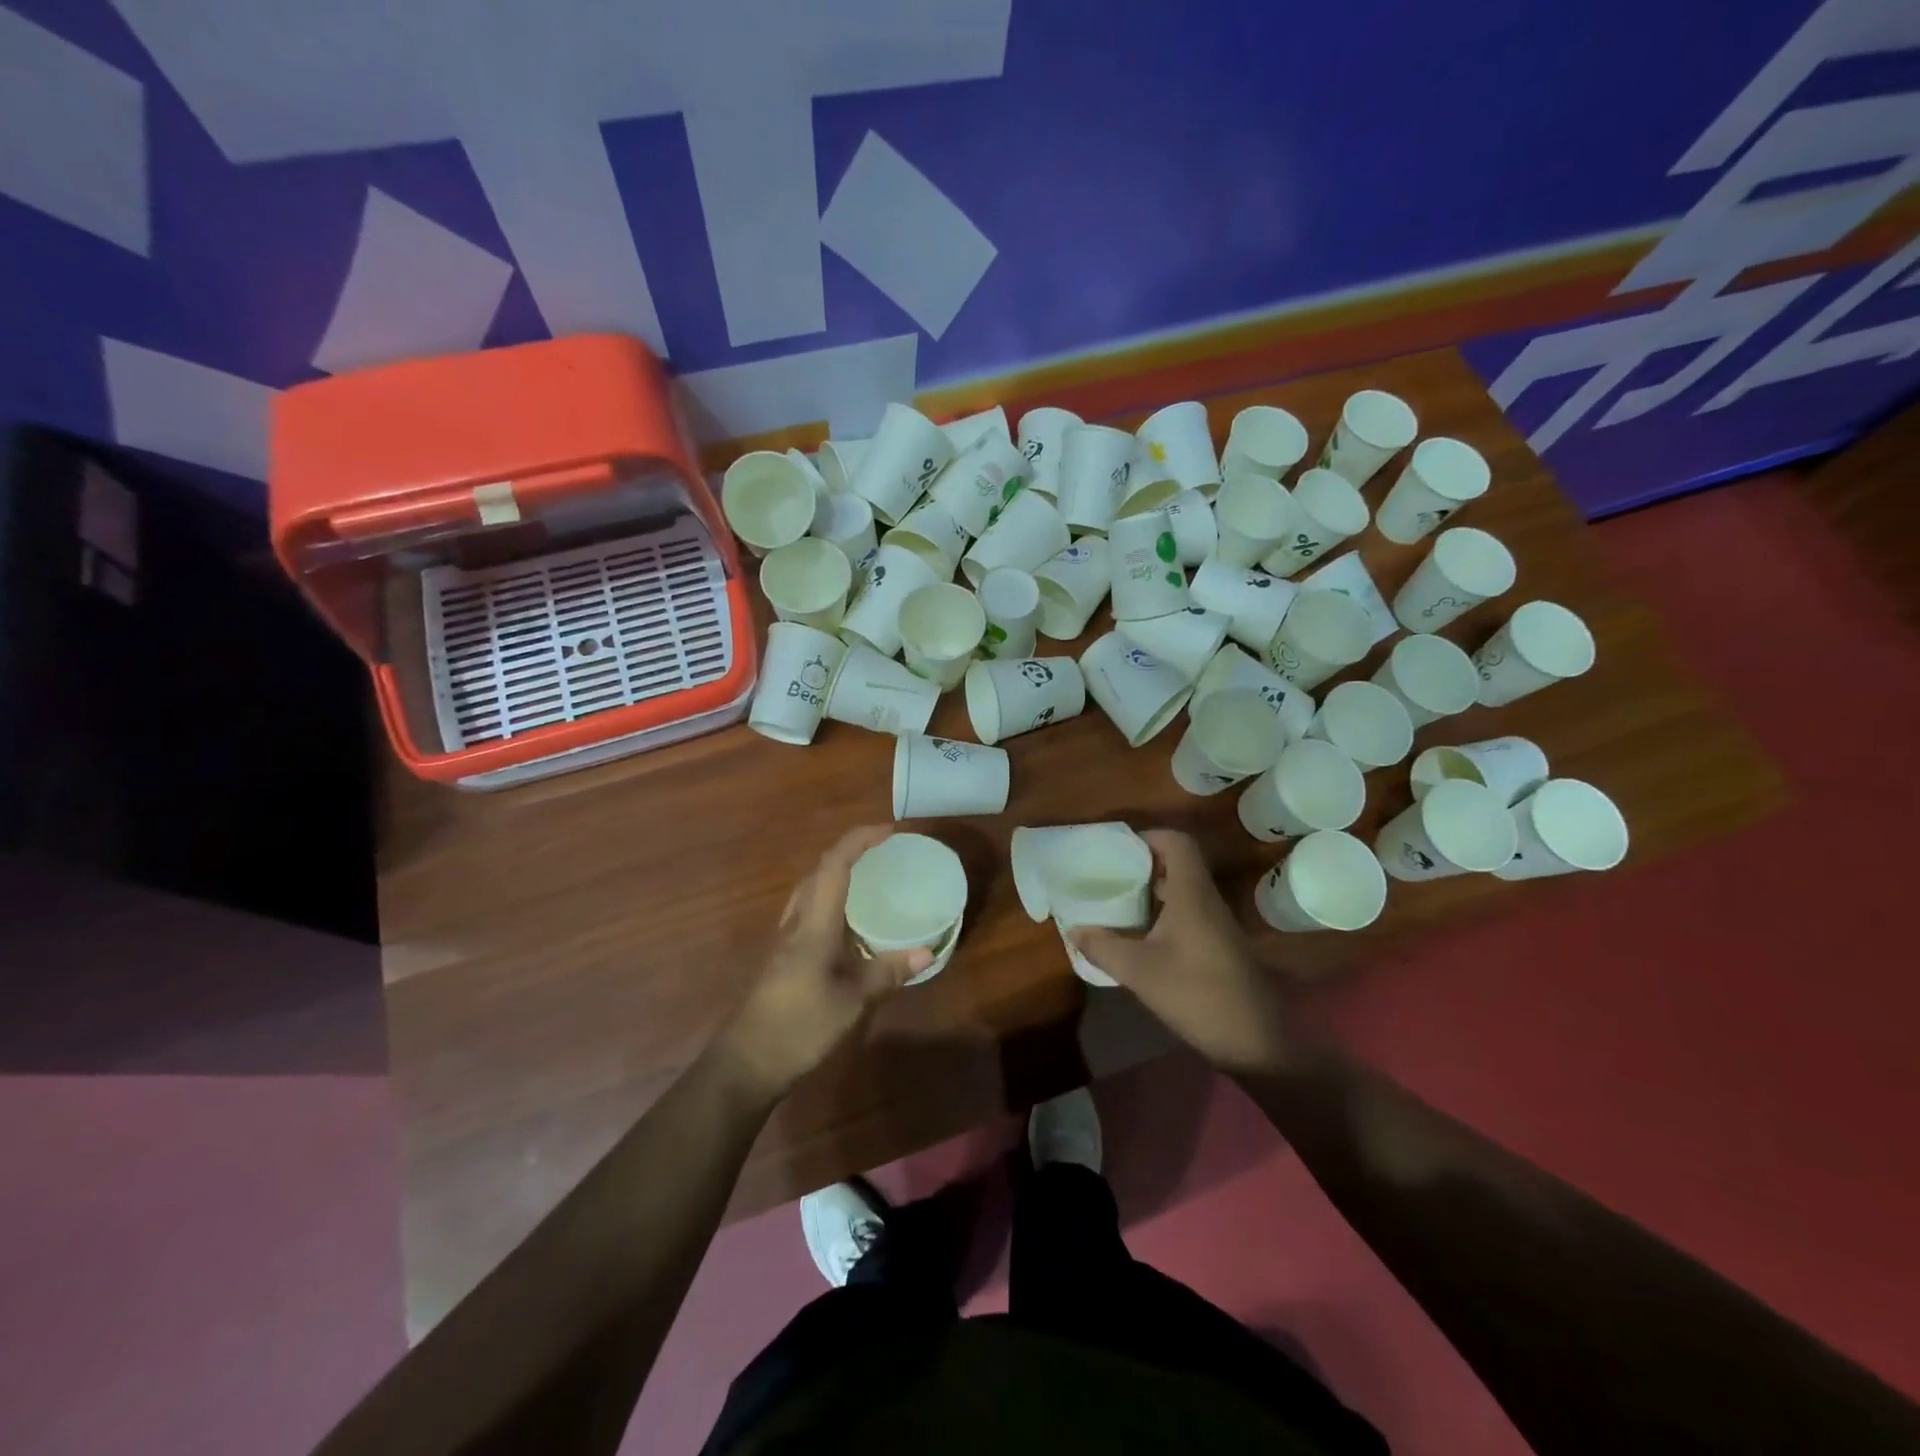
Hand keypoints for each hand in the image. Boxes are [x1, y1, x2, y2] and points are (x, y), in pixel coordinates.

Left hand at [715, 826, 930, 1099]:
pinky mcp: (783, 957)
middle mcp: (796, 923)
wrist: (747, 1062)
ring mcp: (786, 940)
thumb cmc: (799, 1026)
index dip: (859, 840)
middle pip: (818, 871)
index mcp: (813, 924)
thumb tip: (928, 952)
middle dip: (849, 852)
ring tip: (868, 879)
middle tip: (882, 853)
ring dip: (836, 874)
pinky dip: (829, 900)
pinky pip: (808, 911)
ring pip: (809, 890)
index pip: (834, 865)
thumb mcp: (852, 1001)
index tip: (888, 831)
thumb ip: (887, 972)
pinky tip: (847, 923)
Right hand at [1069, 830, 1293, 1074]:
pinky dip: (1161, 913)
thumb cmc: (1196, 993)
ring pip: (1181, 890)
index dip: (1148, 836)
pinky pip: (1187, 913)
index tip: (1117, 849)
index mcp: (1191, 894)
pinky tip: (1139, 935)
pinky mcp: (1217, 945)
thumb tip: (1074, 930)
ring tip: (1117, 901)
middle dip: (1142, 864)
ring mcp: (1215, 924)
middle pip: (1177, 863)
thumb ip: (1103, 947)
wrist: (1254, 1041)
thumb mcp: (1139, 971)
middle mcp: (1205, 900)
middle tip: (1109, 874)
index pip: (1177, 842)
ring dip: (1151, 890)